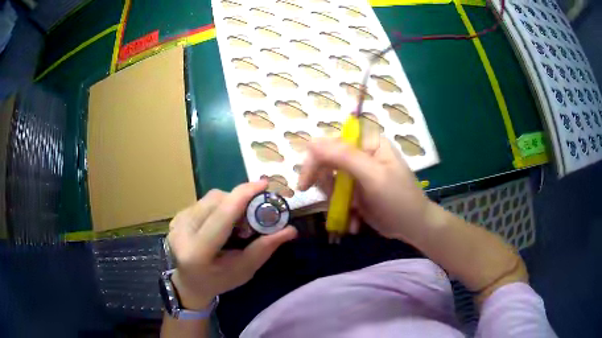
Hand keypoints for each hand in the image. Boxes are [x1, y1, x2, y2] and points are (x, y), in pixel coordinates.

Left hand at [167, 181, 297, 309]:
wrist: (189, 283)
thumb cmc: (218, 282)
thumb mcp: (244, 271)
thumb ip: (264, 248)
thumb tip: (290, 229)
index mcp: (197, 251)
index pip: (222, 216)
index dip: (243, 196)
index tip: (264, 184)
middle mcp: (182, 232)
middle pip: (216, 201)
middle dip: (240, 202)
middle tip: (253, 217)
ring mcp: (177, 222)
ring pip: (210, 198)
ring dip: (230, 204)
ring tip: (237, 225)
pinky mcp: (177, 216)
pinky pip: (204, 201)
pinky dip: (219, 207)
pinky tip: (222, 224)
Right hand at [297, 137, 434, 243]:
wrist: (414, 227)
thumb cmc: (399, 199)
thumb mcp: (373, 177)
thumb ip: (344, 157)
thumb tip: (312, 143)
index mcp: (367, 143)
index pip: (331, 142)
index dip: (316, 160)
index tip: (305, 183)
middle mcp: (361, 154)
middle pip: (327, 162)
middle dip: (326, 185)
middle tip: (329, 203)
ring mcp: (358, 173)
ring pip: (329, 181)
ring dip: (335, 201)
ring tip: (350, 213)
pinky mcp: (356, 190)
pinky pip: (337, 196)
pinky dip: (342, 210)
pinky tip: (355, 222)